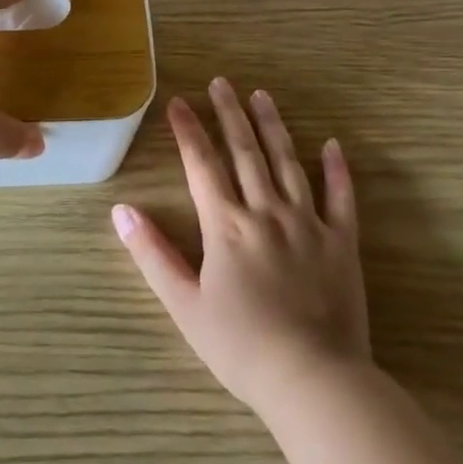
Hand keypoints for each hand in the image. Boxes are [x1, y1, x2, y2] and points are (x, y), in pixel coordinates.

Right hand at [113, 79, 372, 419]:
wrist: (313, 381)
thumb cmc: (241, 346)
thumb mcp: (184, 305)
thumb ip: (152, 254)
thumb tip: (121, 211)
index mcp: (226, 225)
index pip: (202, 165)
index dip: (188, 131)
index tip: (178, 102)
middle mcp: (266, 212)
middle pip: (244, 152)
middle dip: (229, 114)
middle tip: (221, 82)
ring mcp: (308, 223)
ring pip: (288, 163)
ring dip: (273, 127)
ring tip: (262, 96)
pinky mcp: (342, 243)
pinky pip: (341, 198)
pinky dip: (337, 169)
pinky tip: (333, 145)